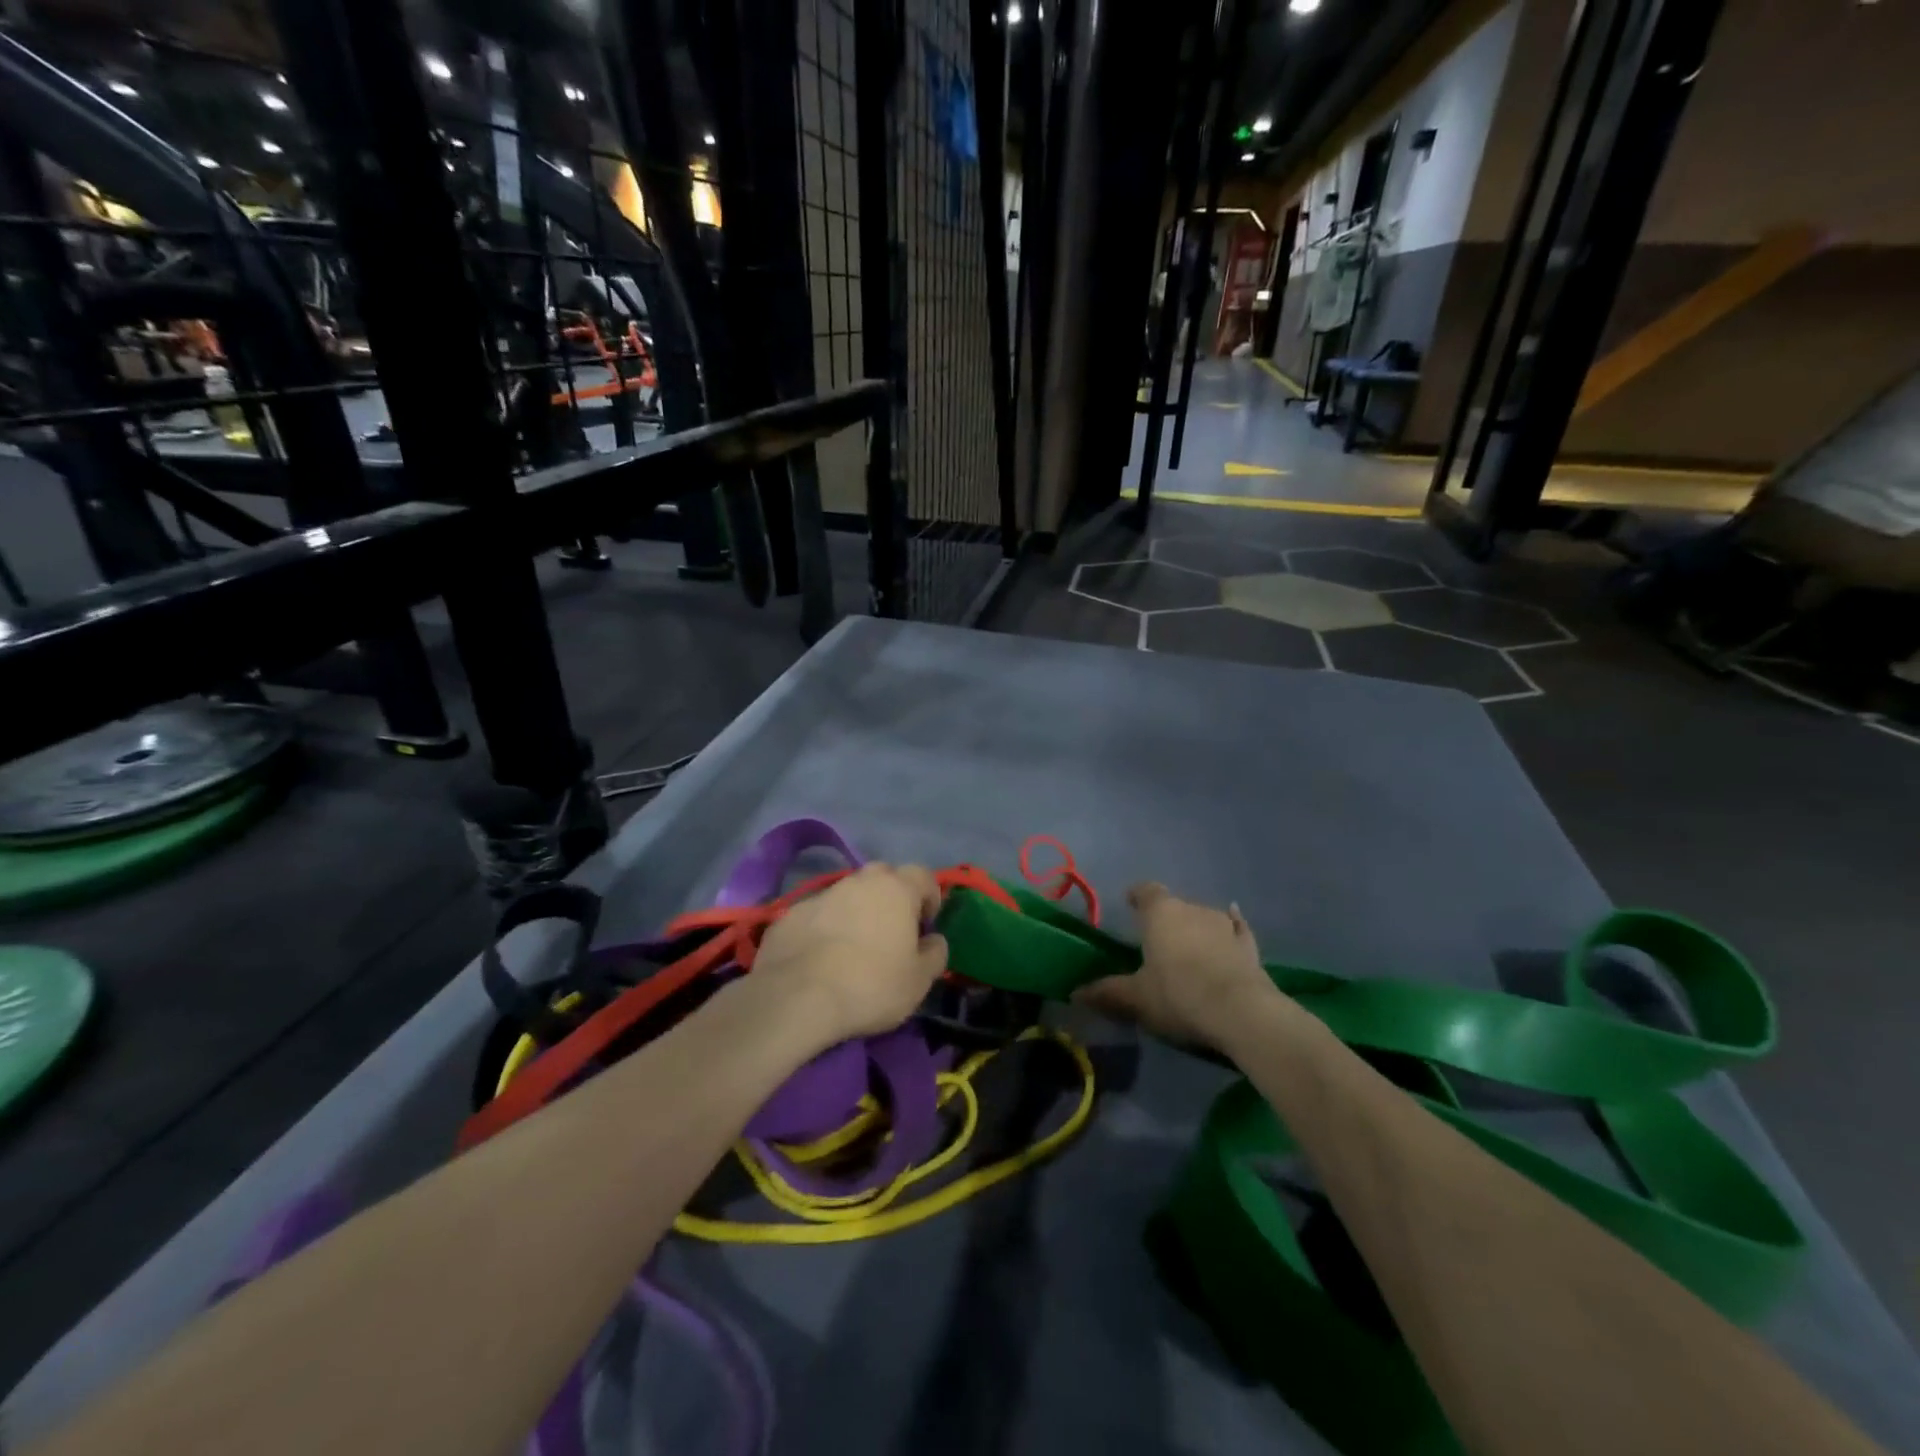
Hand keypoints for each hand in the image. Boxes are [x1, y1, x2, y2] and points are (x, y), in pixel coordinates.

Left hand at [753, 863, 948, 1040]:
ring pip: (848, 894)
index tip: (925, 925)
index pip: (922, 875)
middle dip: (891, 897)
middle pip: (883, 876)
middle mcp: (859, 881)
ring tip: (854, 948)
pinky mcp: (791, 914)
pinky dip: (825, 928)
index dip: (929, 897)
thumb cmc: (870, 985)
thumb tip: (934, 940)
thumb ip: (935, 954)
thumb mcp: (919, 981)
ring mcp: (821, 894)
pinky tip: (821, 958)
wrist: (796, 997)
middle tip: (891, 931)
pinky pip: (819, 914)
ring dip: (856, 911)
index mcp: (896, 889)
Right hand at [1075, 882, 1276, 1049]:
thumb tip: (1075, 992)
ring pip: (1204, 917)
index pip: (1146, 891)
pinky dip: (1232, 928)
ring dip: (1196, 928)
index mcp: (1161, 913)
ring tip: (1188, 947)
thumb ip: (1108, 992)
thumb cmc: (1178, 995)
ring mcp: (1224, 925)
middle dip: (1166, 920)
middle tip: (1157, 942)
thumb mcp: (1136, 998)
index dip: (1138, 896)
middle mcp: (1192, 909)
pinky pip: (1237, 928)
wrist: (1241, 1013)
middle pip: (1175, 906)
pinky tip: (1234, 924)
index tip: (1131, 902)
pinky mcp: (1248, 946)